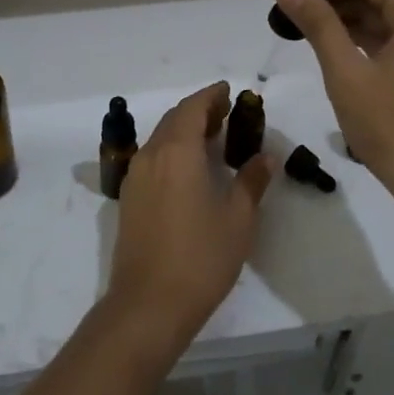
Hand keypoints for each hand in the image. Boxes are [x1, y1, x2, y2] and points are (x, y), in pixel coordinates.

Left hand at [104, 82, 272, 355]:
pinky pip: (152, 158)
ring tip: (211, 136)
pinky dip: (172, 149)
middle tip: (225, 112)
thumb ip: (251, 182)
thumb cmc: (201, 257)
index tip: (229, 90)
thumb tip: (264, 157)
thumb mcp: (238, 219)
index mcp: (177, 152)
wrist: (148, 304)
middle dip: (199, 110)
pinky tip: (189, 167)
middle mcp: (151, 155)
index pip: (193, 108)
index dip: (211, 96)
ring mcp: (136, 178)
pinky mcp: (130, 199)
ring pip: (160, 138)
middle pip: (174, 119)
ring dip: (184, 130)